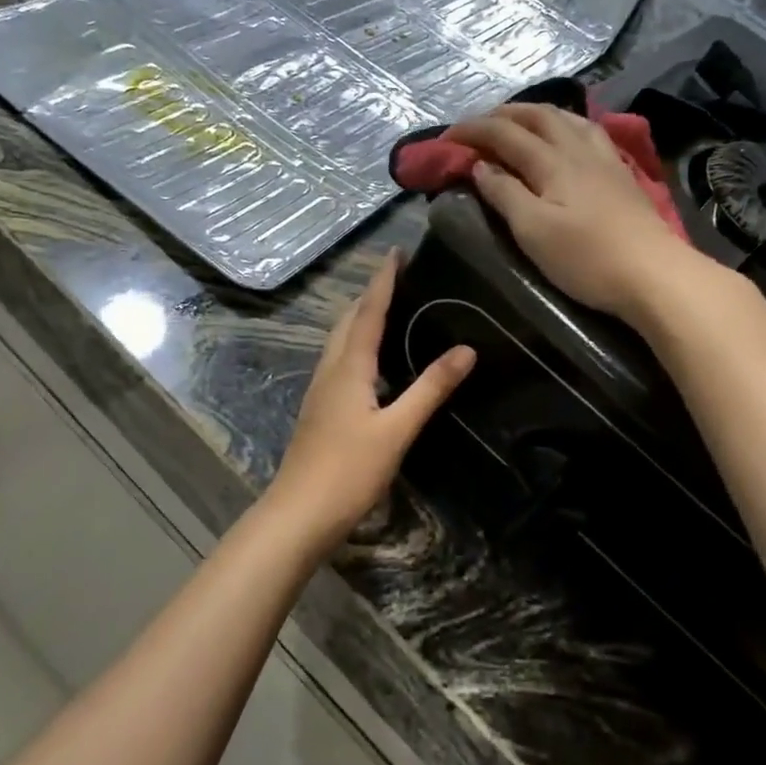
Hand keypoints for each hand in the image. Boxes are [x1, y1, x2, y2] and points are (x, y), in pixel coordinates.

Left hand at [262, 251, 474, 553]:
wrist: (299, 512)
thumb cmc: (349, 470)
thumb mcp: (397, 429)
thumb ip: (430, 388)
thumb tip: (466, 350)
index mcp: (349, 366)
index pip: (369, 311)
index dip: (383, 280)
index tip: (396, 251)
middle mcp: (331, 369)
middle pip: (348, 320)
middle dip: (371, 293)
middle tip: (398, 276)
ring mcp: (321, 389)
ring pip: (340, 340)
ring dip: (361, 317)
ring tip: (388, 307)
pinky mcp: (321, 408)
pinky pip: (340, 359)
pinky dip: (357, 343)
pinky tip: (372, 359)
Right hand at [450, 104, 694, 321]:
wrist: (655, 274)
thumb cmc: (587, 258)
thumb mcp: (533, 231)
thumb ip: (504, 194)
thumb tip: (481, 166)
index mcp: (551, 162)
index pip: (504, 134)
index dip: (473, 130)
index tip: (446, 137)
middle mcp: (578, 149)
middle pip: (537, 116)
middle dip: (503, 114)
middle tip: (478, 124)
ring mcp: (605, 159)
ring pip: (567, 119)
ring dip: (536, 114)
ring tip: (519, 122)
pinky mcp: (622, 174)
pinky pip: (588, 132)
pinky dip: (565, 124)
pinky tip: (568, 136)